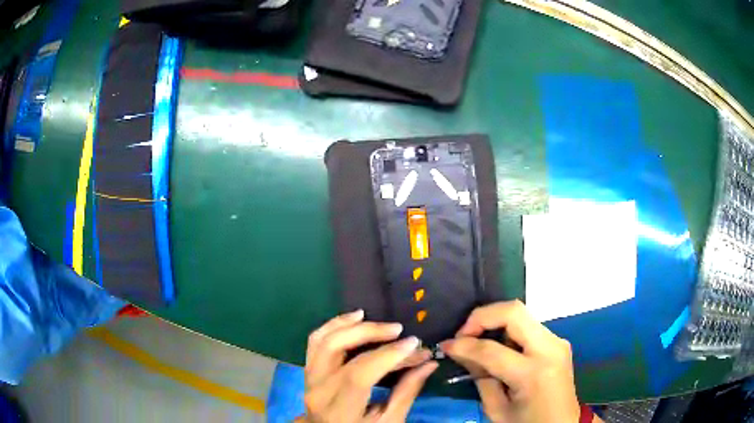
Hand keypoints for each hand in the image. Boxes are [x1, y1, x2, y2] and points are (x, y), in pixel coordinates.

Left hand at [298, 310, 437, 422]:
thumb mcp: (389, 421)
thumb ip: (407, 392)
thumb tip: (429, 362)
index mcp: (339, 409)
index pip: (359, 374)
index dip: (387, 355)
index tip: (414, 344)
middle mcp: (318, 390)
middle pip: (335, 349)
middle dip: (369, 333)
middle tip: (398, 329)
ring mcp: (309, 378)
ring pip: (322, 340)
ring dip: (348, 324)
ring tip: (374, 318)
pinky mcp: (308, 370)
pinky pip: (315, 341)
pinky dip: (333, 326)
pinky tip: (353, 319)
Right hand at [440, 301, 581, 422]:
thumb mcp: (496, 409)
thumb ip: (480, 377)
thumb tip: (461, 351)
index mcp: (533, 373)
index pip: (491, 349)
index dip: (463, 344)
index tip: (445, 345)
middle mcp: (550, 348)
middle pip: (513, 311)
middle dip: (482, 316)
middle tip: (463, 333)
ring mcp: (557, 342)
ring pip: (521, 315)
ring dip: (495, 322)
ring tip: (478, 341)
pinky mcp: (558, 342)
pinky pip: (529, 326)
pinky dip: (508, 330)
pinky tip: (498, 347)